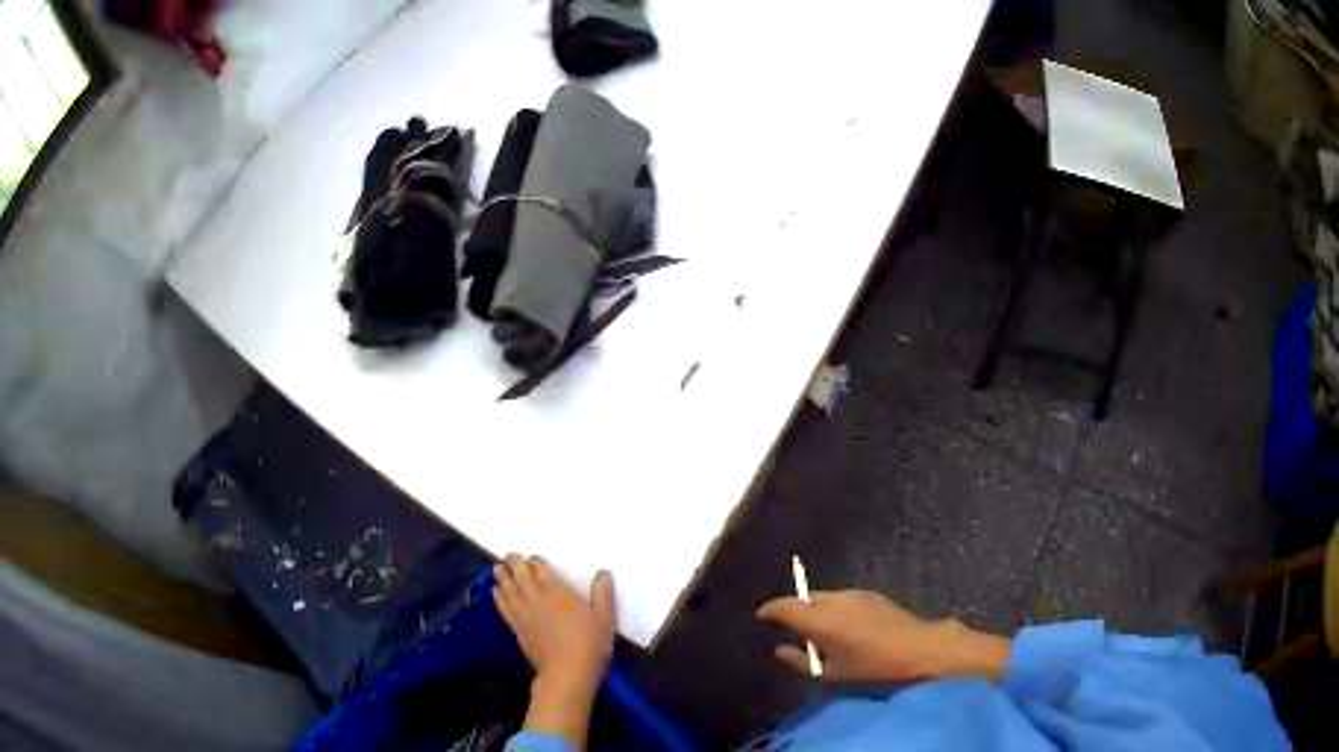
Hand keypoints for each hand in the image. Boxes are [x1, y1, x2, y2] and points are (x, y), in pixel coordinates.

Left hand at [494, 555, 615, 747]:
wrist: (567, 673)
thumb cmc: (590, 644)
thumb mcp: (606, 618)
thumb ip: (603, 593)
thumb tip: (603, 573)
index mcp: (558, 592)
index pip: (541, 569)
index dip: (535, 562)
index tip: (534, 559)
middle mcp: (537, 598)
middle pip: (521, 575)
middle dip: (514, 563)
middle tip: (509, 555)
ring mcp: (524, 614)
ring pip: (509, 589)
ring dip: (502, 577)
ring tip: (497, 568)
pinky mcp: (517, 629)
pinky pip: (504, 607)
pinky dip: (498, 597)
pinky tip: (495, 593)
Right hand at [756, 589, 1010, 682]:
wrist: (919, 650)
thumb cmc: (871, 667)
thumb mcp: (831, 673)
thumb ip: (801, 661)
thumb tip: (780, 650)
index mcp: (820, 619)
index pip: (785, 606)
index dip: (769, 610)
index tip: (761, 617)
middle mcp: (834, 600)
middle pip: (804, 598)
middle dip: (793, 609)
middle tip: (788, 628)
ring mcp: (855, 594)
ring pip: (824, 596)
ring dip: (814, 608)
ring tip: (815, 629)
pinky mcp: (872, 595)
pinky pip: (841, 598)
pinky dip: (833, 607)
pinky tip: (841, 626)